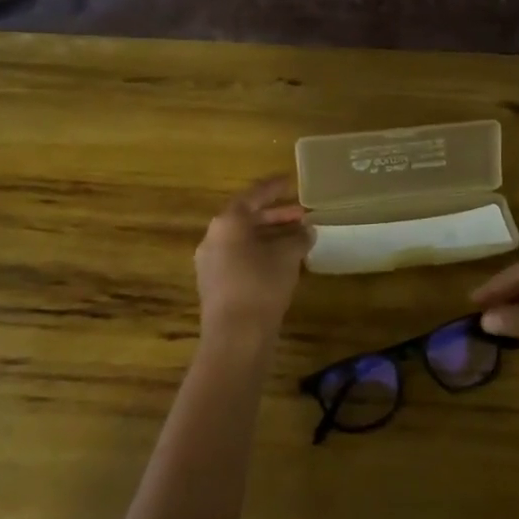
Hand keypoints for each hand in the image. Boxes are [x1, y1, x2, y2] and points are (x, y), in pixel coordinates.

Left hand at [194, 176, 311, 350]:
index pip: (254, 196)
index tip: (291, 181)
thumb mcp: (287, 256)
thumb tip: (307, 230)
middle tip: (301, 214)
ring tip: (296, 238)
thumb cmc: (261, 284)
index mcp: (228, 222)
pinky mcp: (214, 284)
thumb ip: (298, 238)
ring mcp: (211, 262)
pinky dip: (260, 253)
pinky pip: (240, 257)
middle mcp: (214, 237)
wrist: (236, 336)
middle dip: (275, 215)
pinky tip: (281, 262)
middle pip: (247, 218)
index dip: (274, 188)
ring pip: (243, 239)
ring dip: (269, 236)